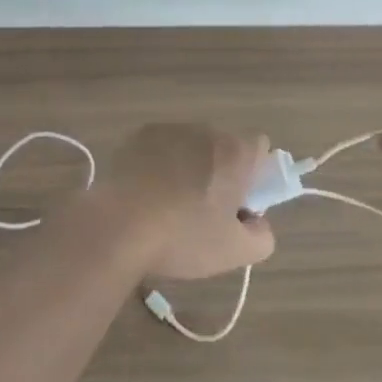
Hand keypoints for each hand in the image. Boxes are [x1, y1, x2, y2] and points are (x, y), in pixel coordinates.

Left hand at [97, 123, 276, 280]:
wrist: (119, 226)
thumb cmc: (183, 237)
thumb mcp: (234, 252)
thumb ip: (262, 236)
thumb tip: (258, 222)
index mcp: (235, 152)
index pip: (260, 147)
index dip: (255, 173)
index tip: (239, 202)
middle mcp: (206, 130)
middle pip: (224, 146)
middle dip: (220, 171)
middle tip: (205, 210)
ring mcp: (171, 129)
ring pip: (191, 146)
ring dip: (189, 167)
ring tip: (169, 205)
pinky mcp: (139, 135)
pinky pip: (161, 147)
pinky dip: (160, 164)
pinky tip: (146, 194)